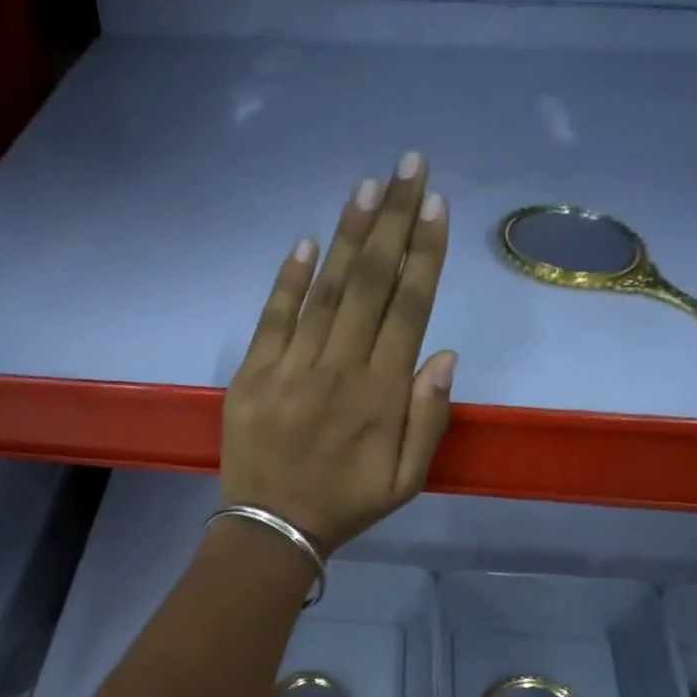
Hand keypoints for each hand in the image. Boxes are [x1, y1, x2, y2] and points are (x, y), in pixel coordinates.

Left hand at [221, 154, 457, 554]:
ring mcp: (291, 369)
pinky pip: (273, 318)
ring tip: (366, 186)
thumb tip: (443, 353)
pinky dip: (289, 279)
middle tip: (407, 166)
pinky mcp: (252, 375)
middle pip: (370, 284)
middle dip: (391, 221)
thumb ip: (429, 419)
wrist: (273, 529)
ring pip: (325, 292)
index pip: (408, 309)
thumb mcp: (406, 481)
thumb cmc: (346, 505)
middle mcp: (339, 371)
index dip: (423, 254)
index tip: (433, 205)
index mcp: (381, 396)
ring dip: (347, 236)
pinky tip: (307, 242)